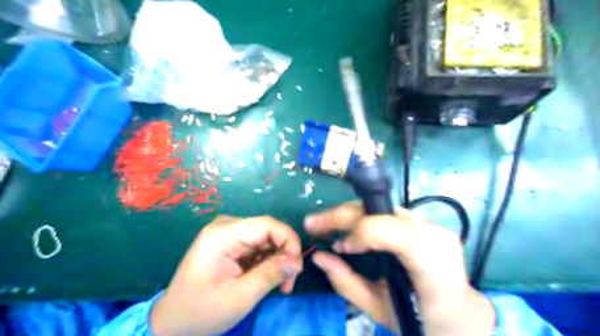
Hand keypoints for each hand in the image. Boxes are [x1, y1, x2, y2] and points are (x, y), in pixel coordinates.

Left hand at [149, 216, 299, 335]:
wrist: (171, 324)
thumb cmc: (201, 313)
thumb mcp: (240, 297)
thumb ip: (271, 274)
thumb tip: (298, 261)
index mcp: (223, 234)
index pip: (266, 224)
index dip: (288, 240)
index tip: (298, 265)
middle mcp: (226, 227)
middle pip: (267, 231)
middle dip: (283, 254)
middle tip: (289, 281)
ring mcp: (227, 234)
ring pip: (265, 239)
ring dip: (277, 260)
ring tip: (281, 284)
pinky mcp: (229, 243)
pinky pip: (257, 246)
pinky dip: (267, 261)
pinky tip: (268, 278)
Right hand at [306, 202, 492, 335]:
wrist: (462, 316)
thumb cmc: (424, 321)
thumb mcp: (380, 309)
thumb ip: (347, 283)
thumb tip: (318, 257)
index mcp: (432, 263)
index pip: (389, 230)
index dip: (358, 233)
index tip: (339, 248)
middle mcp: (434, 233)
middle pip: (379, 209)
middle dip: (341, 215)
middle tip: (312, 224)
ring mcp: (430, 223)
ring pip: (379, 206)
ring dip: (349, 214)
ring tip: (326, 225)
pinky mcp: (423, 221)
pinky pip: (384, 212)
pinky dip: (362, 218)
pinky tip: (349, 229)